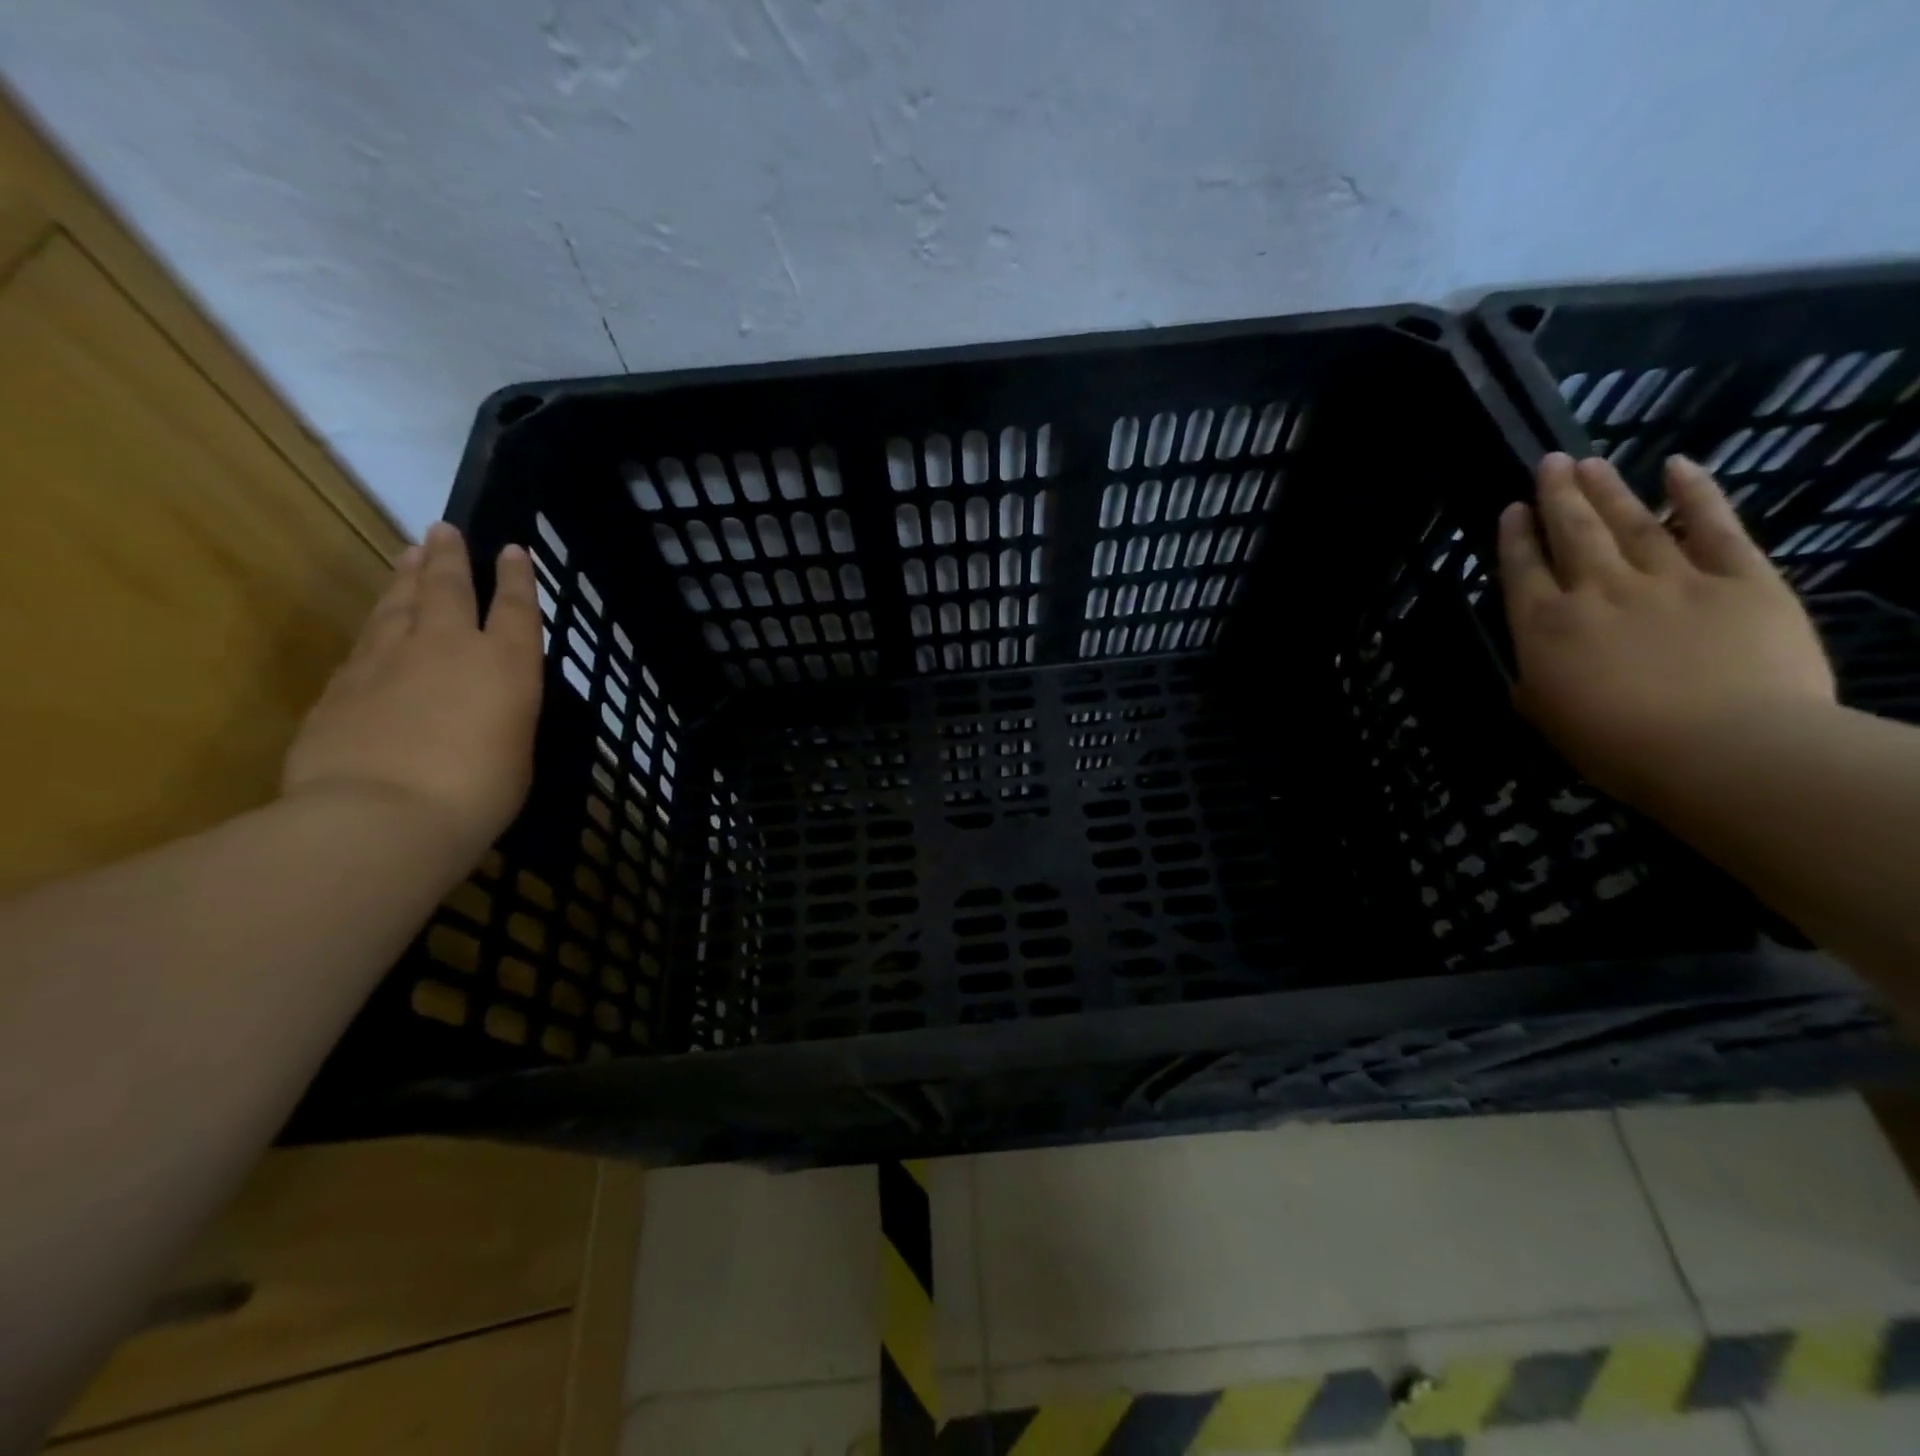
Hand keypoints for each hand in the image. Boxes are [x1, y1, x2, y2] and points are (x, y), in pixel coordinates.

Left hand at [283, 523, 543, 868]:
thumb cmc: (476, 793)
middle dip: (450, 557)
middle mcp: (449, 648)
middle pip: (448, 588)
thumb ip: (501, 718)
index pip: (516, 609)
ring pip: (399, 603)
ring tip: (409, 553)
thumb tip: (482, 710)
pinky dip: (377, 622)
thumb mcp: (515, 754)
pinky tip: (377, 621)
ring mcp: (388, 660)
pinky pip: (366, 640)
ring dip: (407, 576)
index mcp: (506, 666)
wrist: (379, 815)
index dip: (517, 578)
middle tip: (444, 529)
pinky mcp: (342, 683)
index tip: (513, 550)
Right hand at [1497, 453, 1835, 807]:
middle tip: (1549, 463)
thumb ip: (1535, 688)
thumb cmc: (1620, 748)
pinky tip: (1679, 468)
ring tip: (1589, 462)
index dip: (1514, 537)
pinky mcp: (1738, 578)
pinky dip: (1696, 494)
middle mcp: (1597, 592)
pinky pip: (1714, 527)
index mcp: (1545, 628)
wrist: (1724, 749)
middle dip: (1557, 496)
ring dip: (1607, 489)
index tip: (1512, 509)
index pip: (1522, 571)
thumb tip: (1532, 675)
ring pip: (1630, 522)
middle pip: (1571, 533)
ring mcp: (1668, 580)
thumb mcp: (1551, 722)